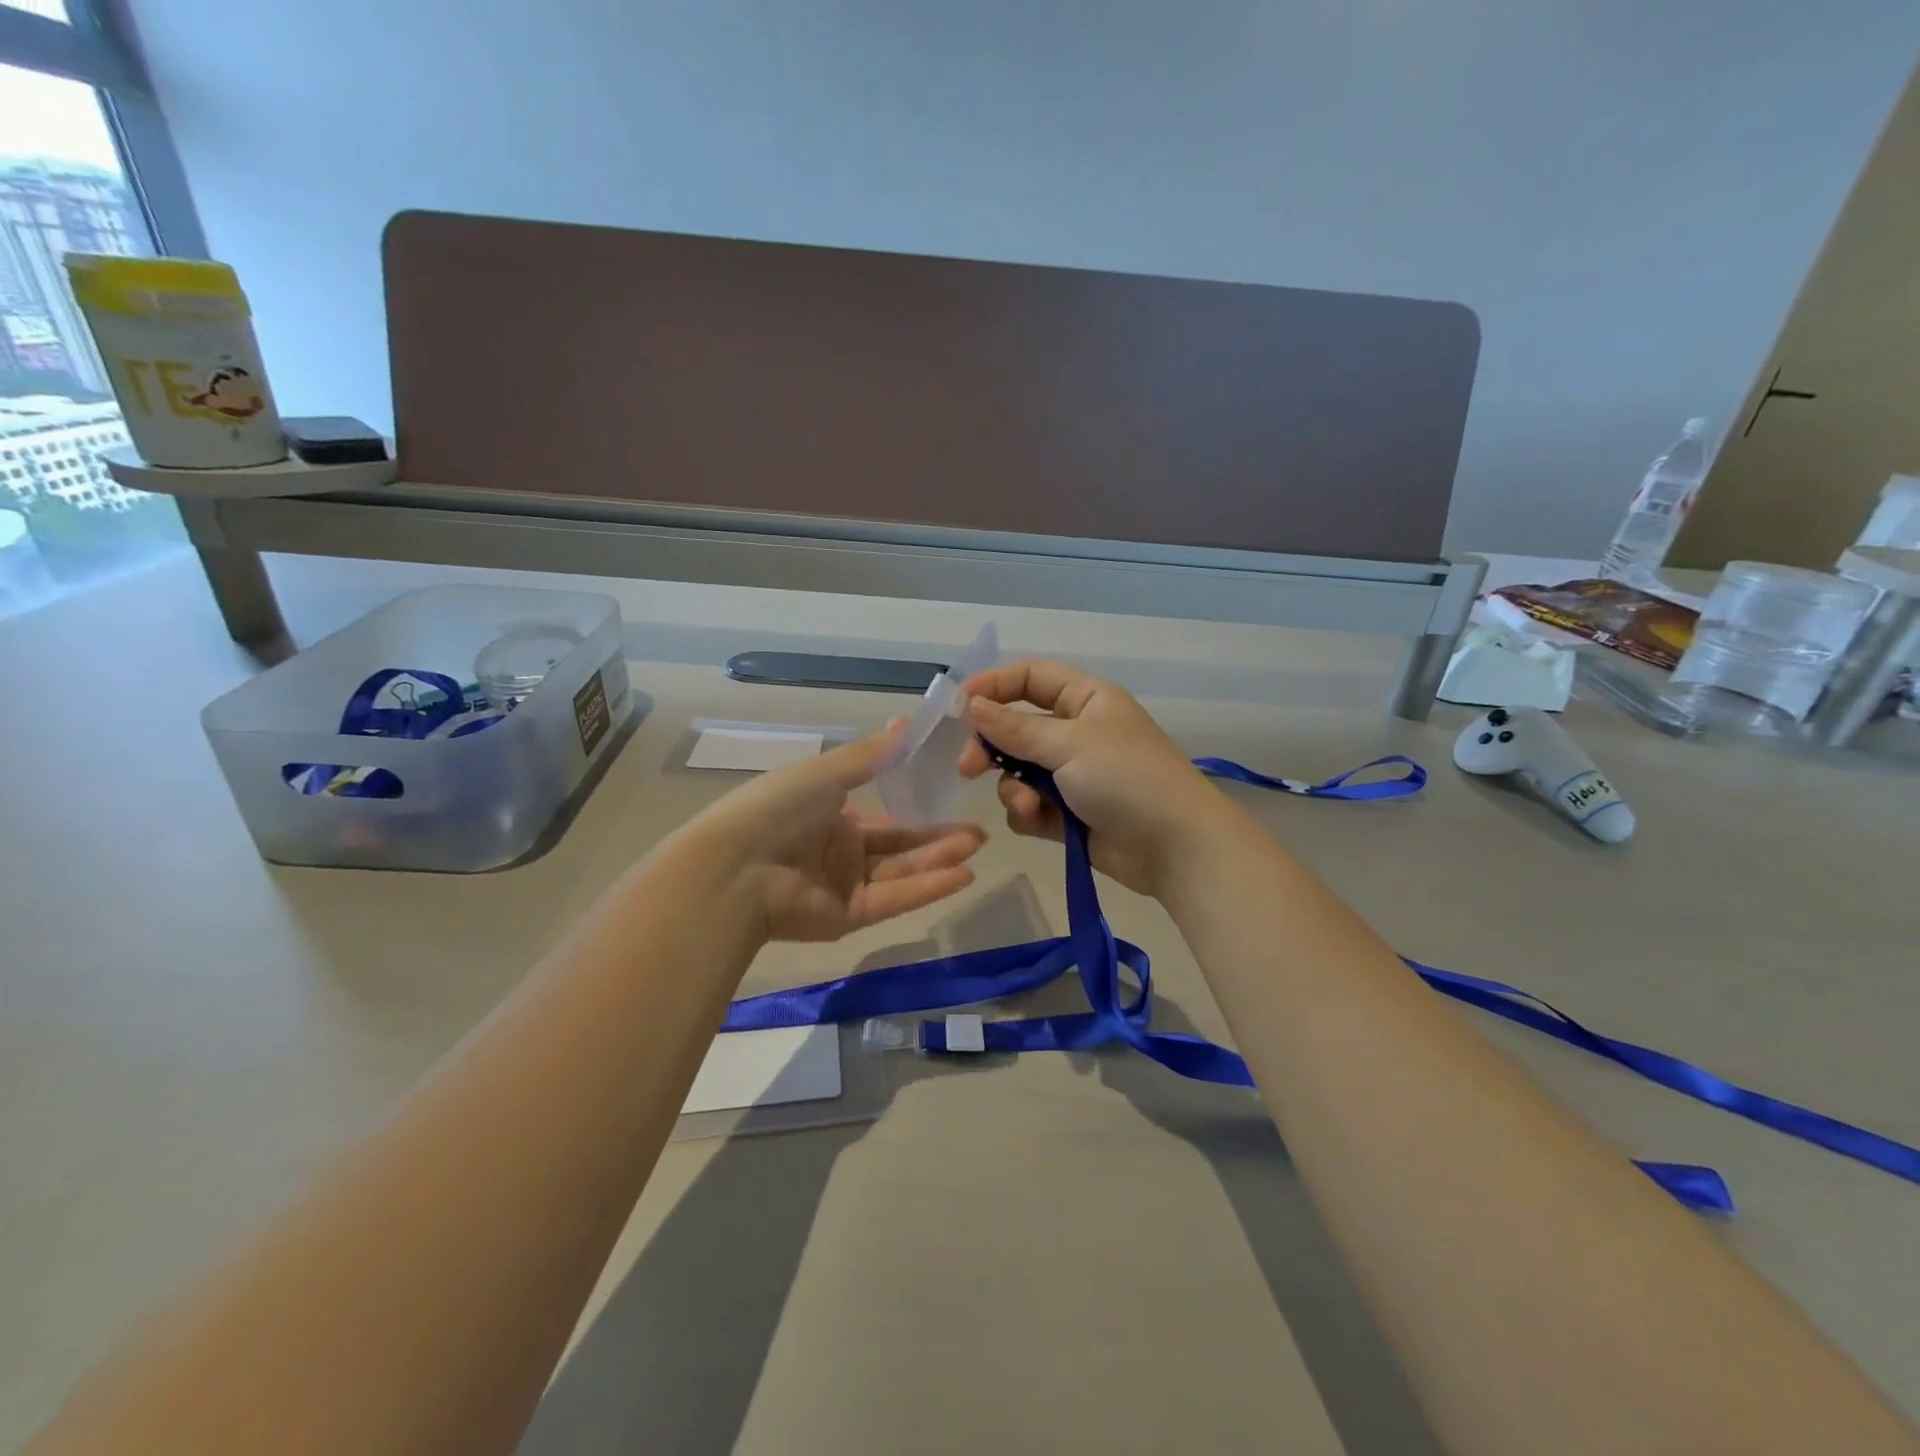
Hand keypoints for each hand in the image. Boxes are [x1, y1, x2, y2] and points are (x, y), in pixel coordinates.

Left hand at [679, 722, 986, 941]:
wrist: (737, 866)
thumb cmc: (779, 807)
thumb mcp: (827, 772)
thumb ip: (870, 756)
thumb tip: (907, 723)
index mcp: (829, 815)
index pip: (883, 817)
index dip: (918, 812)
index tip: (954, 803)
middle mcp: (839, 851)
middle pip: (898, 846)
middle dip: (938, 839)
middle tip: (979, 834)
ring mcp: (843, 886)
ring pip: (900, 872)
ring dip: (938, 860)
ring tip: (976, 848)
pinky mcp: (847, 918)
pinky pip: (893, 899)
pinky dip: (927, 887)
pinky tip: (962, 875)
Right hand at [957, 660, 1220, 896]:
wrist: (1175, 848)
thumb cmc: (1127, 778)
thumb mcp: (1070, 743)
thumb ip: (1016, 727)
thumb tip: (973, 706)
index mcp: (1085, 700)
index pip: (1030, 678)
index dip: (993, 686)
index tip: (958, 706)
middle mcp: (1076, 732)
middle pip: (1016, 727)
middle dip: (991, 746)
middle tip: (968, 766)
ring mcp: (1072, 775)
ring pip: (1017, 771)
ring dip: (1013, 787)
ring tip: (1028, 805)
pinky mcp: (1067, 814)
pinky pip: (1029, 805)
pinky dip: (1027, 812)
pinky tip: (1039, 821)